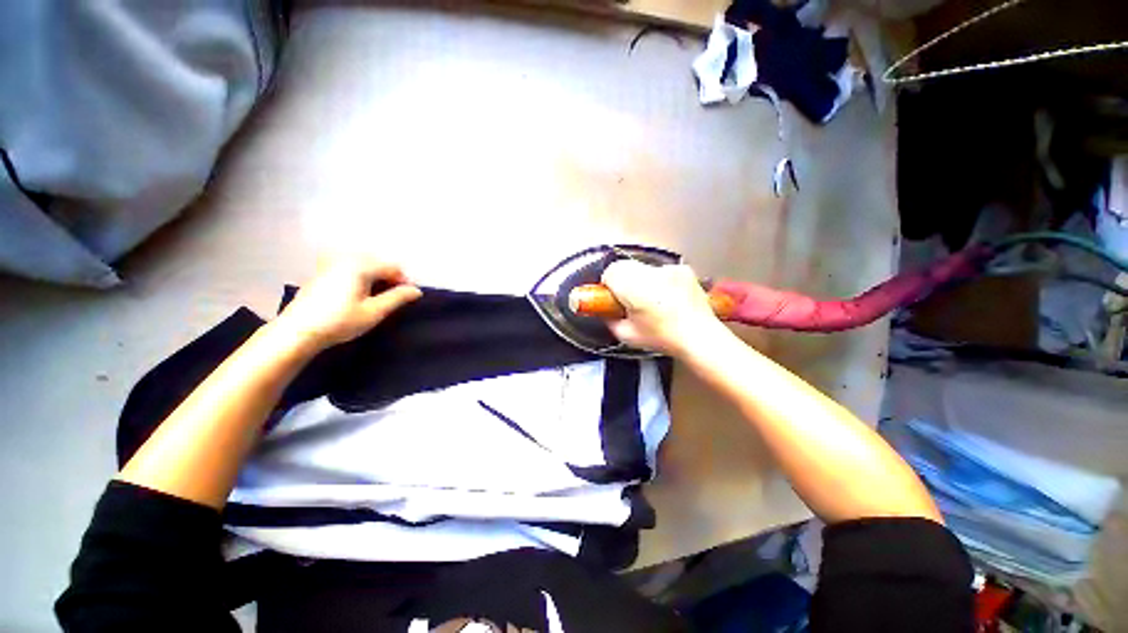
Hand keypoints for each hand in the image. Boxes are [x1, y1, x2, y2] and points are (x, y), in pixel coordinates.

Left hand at [274, 255, 421, 349]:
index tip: (406, 299)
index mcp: (361, 266)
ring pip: (363, 265)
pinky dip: (360, 277)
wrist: (298, 331)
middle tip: (390, 299)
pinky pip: (349, 268)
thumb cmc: (340, 321)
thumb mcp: (374, 311)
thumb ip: (397, 298)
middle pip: (378, 263)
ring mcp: (331, 264)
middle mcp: (346, 259)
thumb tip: (417, 290)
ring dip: (374, 278)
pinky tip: (356, 295)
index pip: (393, 268)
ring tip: (374, 298)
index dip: (403, 282)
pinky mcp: (321, 273)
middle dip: (389, 278)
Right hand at [601, 260, 727, 356]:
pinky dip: (659, 281)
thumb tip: (604, 312)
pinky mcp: (682, 269)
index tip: (611, 297)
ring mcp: (669, 269)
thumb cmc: (665, 338)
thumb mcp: (627, 335)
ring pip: (642, 267)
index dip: (608, 285)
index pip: (610, 272)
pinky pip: (661, 271)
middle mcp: (652, 273)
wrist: (700, 337)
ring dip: (640, 280)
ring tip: (650, 300)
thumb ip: (609, 320)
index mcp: (635, 288)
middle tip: (628, 299)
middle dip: (622, 280)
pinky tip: (666, 297)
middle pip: (624, 266)